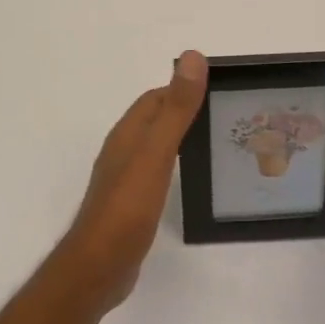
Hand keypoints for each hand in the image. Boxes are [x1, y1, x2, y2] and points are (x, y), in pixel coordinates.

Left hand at [59, 50, 206, 311]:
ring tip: (217, 143)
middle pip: (156, 120)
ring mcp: (125, 179)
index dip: (184, 89)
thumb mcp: (156, 152)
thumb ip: (176, 108)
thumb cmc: (127, 206)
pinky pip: (156, 172)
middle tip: (226, 116)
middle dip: (186, 111)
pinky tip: (191, 178)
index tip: (219, 90)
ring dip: (180, 138)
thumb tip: (192, 57)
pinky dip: (175, 165)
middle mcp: (123, 150)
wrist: (99, 266)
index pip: (156, 98)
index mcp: (128, 133)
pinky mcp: (130, 204)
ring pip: (156, 146)